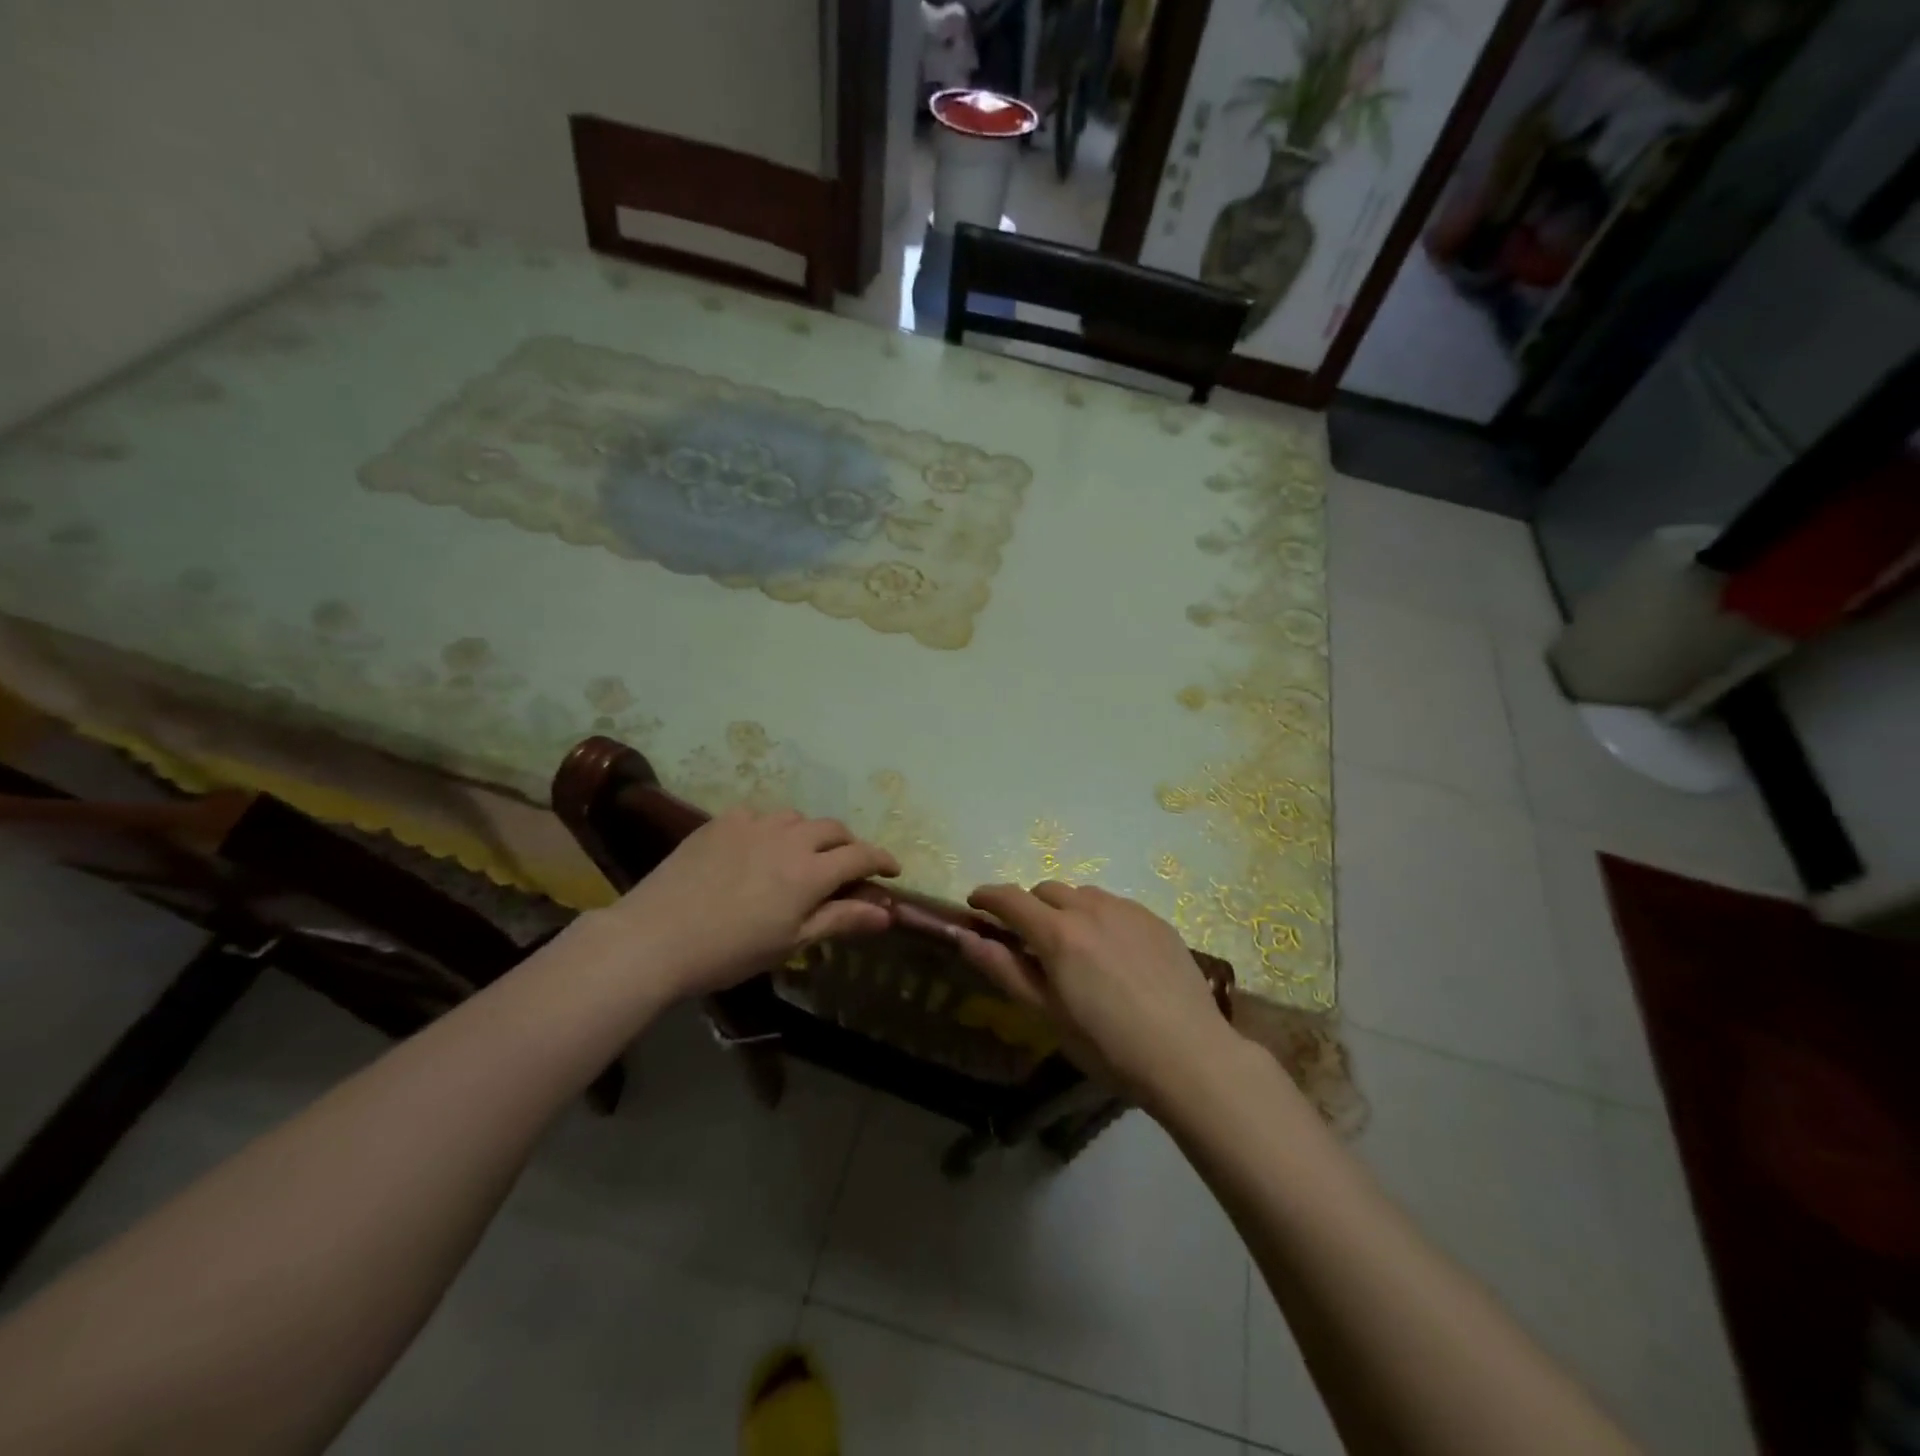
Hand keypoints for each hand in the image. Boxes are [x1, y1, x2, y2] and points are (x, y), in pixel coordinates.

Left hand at [603, 807, 899, 998]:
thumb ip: (841, 920)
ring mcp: (753, 824)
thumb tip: (888, 913)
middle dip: (848, 845)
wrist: (655, 938)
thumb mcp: (791, 943)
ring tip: (801, 855)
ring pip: (796, 817)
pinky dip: (771, 828)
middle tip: (847, 867)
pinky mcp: (722, 822)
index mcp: (810, 872)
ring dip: (810, 833)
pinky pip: (759, 815)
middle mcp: (788, 838)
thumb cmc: (730, 952)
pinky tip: (758, 847)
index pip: (860, 855)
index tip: (893, 870)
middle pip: (833, 829)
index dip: (882, 860)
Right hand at [955, 882, 1232, 1107]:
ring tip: (1074, 945)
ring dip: (1066, 909)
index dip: (987, 896)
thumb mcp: (1048, 1015)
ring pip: (1082, 894)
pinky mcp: (1155, 919)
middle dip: (1028, 906)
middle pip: (1046, 890)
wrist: (1189, 1054)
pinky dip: (1100, 917)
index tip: (975, 903)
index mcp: (1058, 934)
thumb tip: (965, 936)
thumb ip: (1004, 969)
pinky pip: (1115, 905)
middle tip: (1029, 938)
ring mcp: (1127, 910)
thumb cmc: (1109, 1046)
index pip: (1010, 899)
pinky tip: (1113, 952)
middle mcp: (1090, 909)